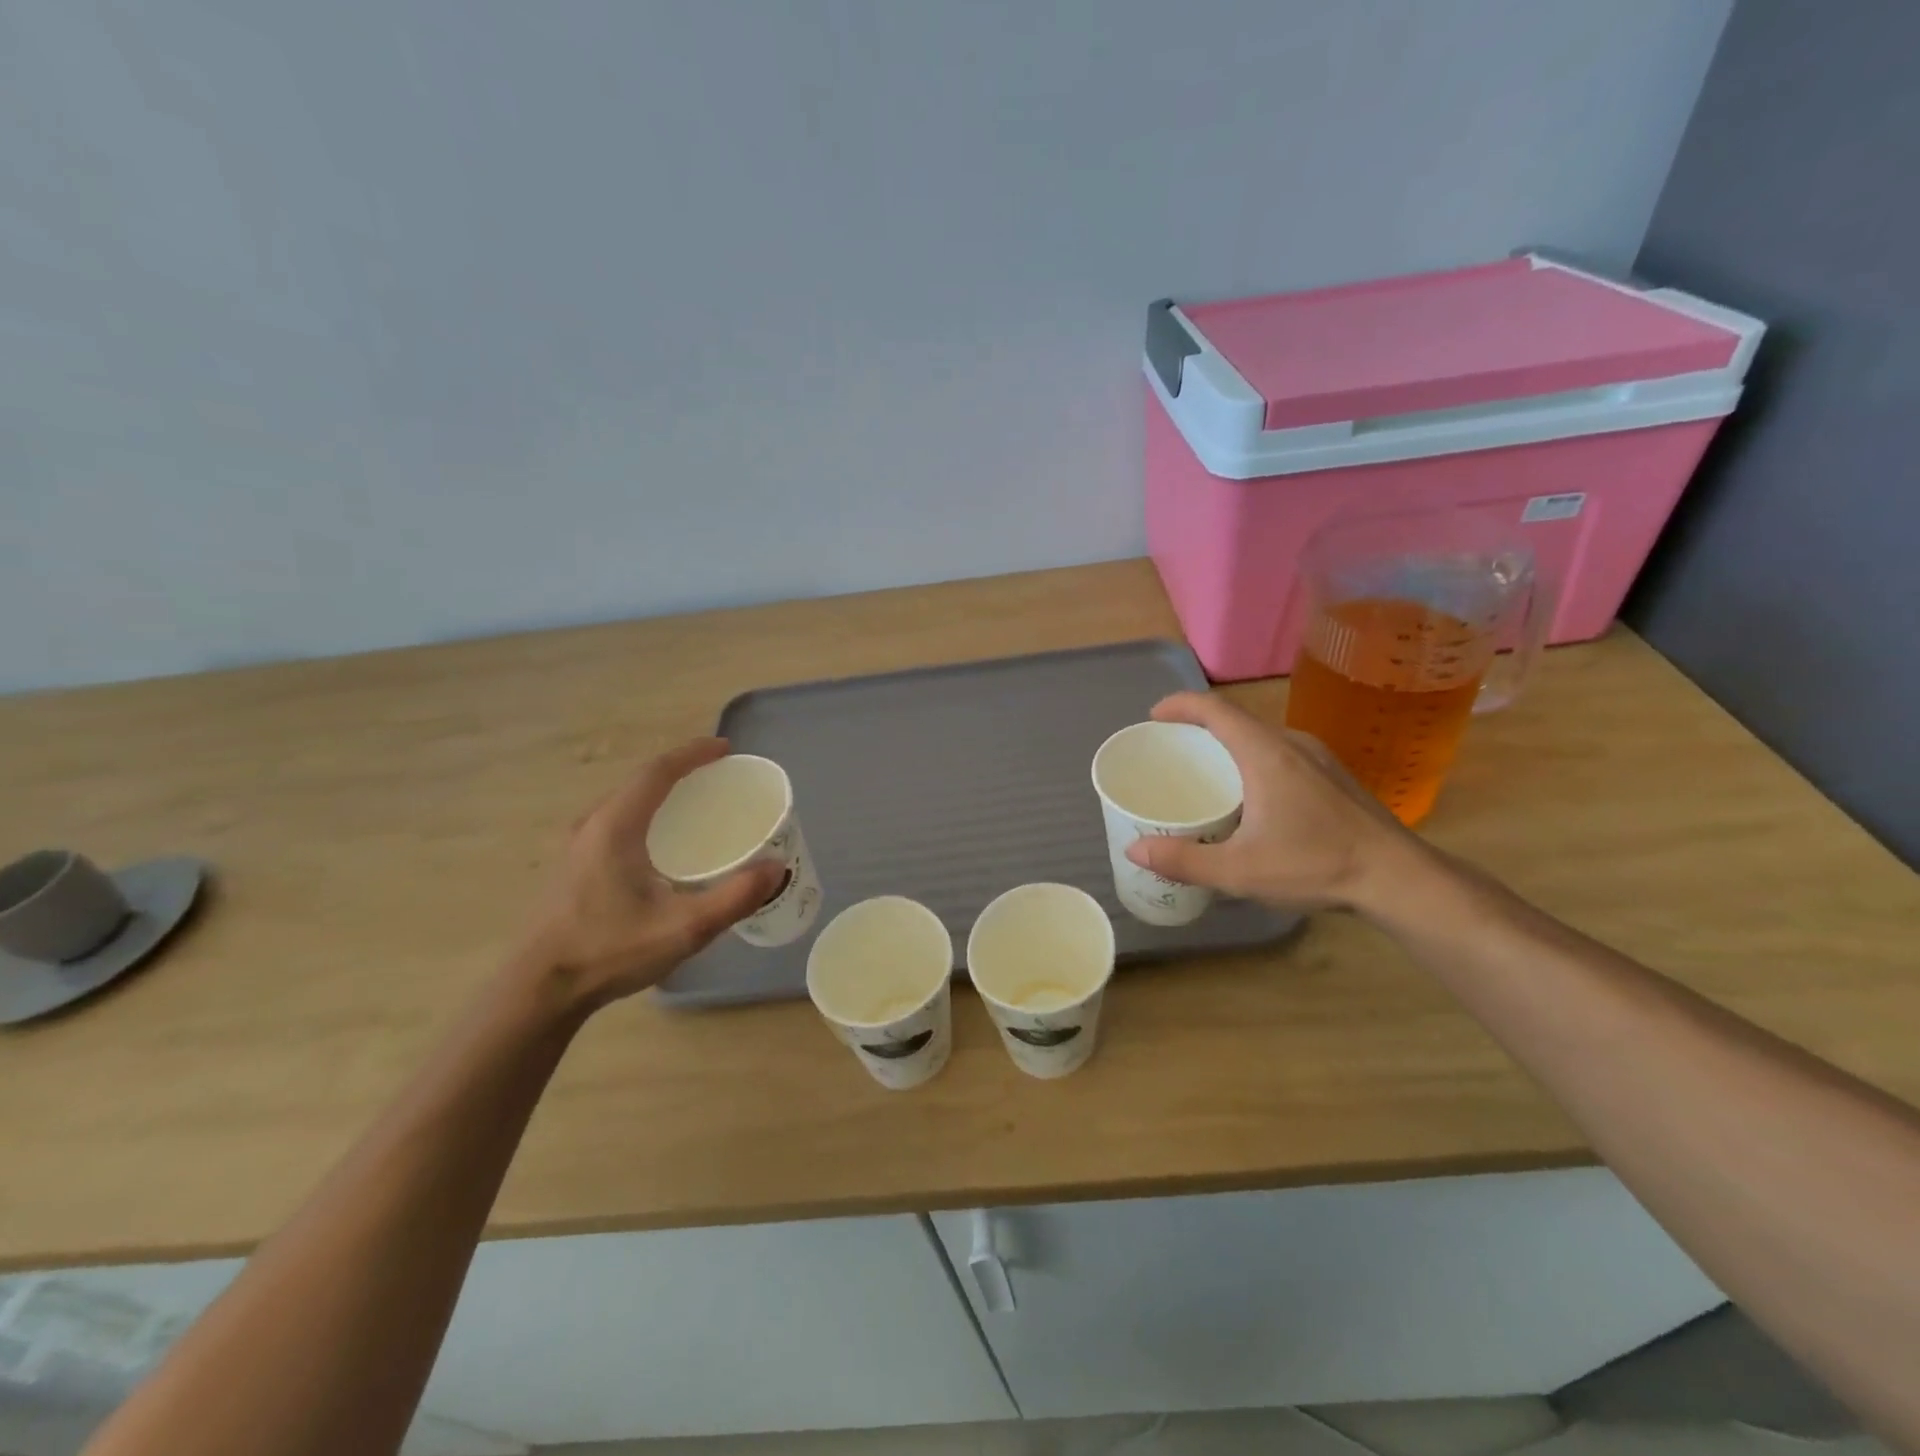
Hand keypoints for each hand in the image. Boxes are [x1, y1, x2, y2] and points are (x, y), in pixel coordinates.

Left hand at [514, 739, 783, 1008]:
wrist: (538, 990)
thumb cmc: (609, 950)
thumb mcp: (683, 928)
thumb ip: (734, 897)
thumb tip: (776, 868)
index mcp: (617, 826)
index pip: (658, 771)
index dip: (694, 754)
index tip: (726, 749)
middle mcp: (593, 826)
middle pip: (641, 781)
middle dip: (681, 770)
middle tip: (718, 776)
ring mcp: (577, 847)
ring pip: (626, 802)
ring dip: (662, 792)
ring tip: (696, 803)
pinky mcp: (573, 868)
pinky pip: (617, 822)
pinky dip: (647, 814)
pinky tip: (663, 843)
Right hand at [1123, 692, 1421, 911]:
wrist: (1400, 878)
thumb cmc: (1317, 865)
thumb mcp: (1240, 870)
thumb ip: (1184, 860)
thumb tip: (1134, 850)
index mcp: (1266, 753)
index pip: (1215, 709)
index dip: (1179, 705)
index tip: (1153, 718)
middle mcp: (1292, 744)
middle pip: (1236, 721)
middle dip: (1198, 729)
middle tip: (1171, 753)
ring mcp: (1318, 757)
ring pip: (1261, 737)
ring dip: (1228, 746)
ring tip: (1205, 775)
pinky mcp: (1333, 775)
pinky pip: (1280, 753)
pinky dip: (1252, 760)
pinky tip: (1250, 798)